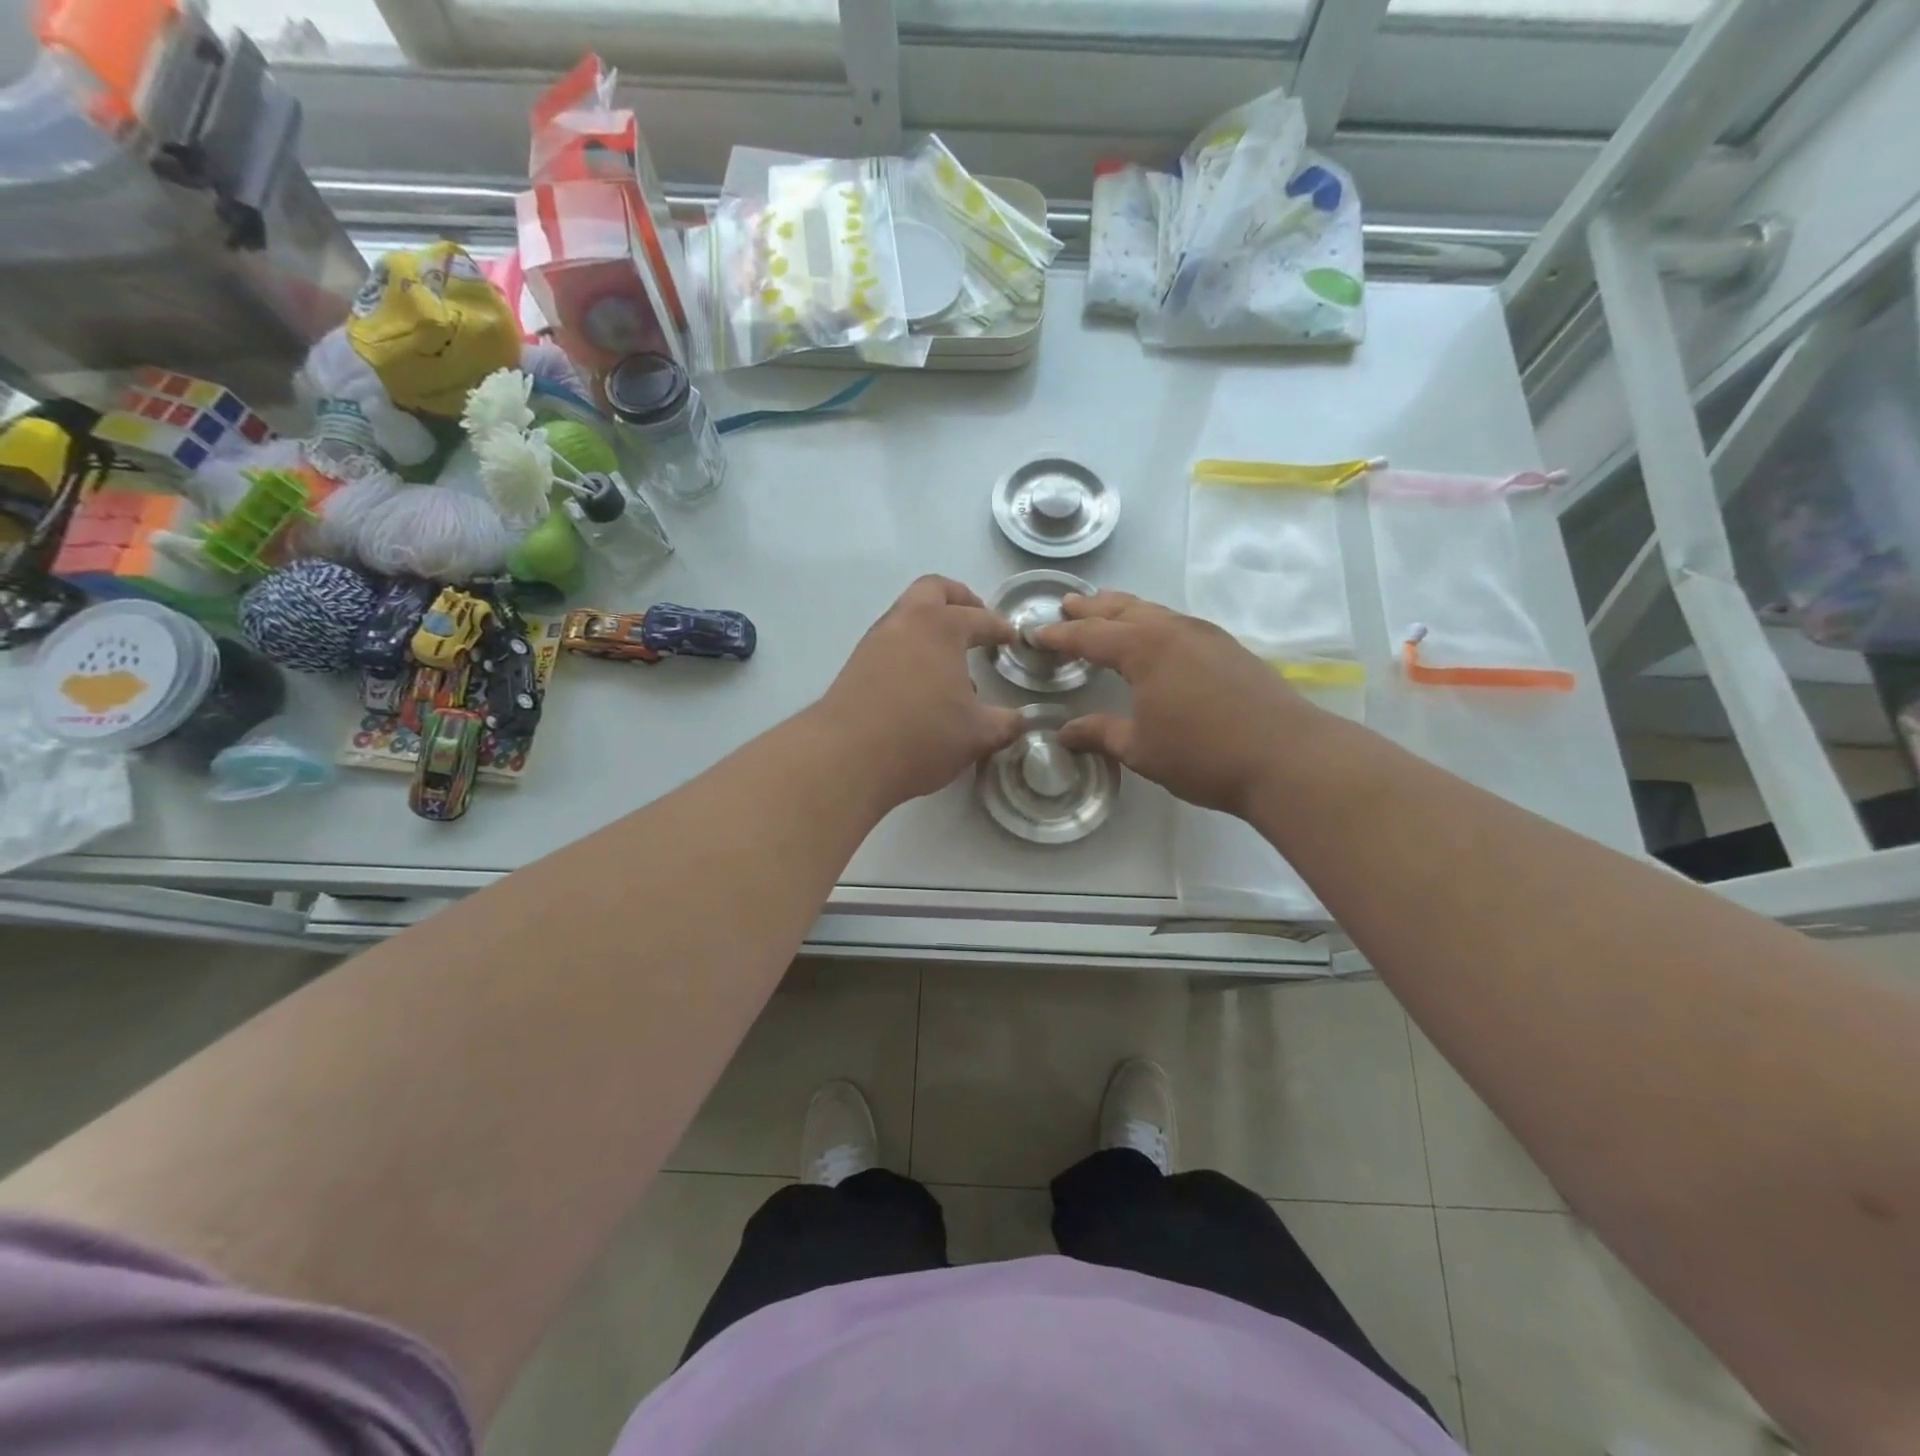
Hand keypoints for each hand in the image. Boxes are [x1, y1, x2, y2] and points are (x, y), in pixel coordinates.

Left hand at [816, 576, 1023, 808]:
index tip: (1012, 637)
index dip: (999, 627)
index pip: (979, 618)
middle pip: (933, 590)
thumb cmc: (922, 736)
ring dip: (931, 629)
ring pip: (907, 617)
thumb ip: (1004, 723)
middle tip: (976, 621)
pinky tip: (922, 687)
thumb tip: (1020, 720)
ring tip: (951, 665)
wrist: (847, 757)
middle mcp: (905, 623)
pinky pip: (891, 644)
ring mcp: (875, 642)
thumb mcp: (977, 734)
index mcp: (941, 627)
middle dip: (959, 599)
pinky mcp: (855, 666)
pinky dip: (911, 651)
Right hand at [1033, 591, 1310, 816]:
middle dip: (1092, 608)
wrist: (1287, 757)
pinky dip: (1154, 623)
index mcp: (1144, 649)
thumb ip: (1100, 733)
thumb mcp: (1140, 748)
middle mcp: (1173, 630)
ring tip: (1107, 610)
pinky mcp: (1229, 649)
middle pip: (1123, 610)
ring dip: (1125, 610)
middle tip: (1067, 604)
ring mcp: (1206, 636)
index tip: (1035, 633)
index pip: (1090, 635)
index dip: (1060, 635)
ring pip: (1155, 612)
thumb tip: (1063, 733)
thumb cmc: (1203, 754)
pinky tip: (1157, 638)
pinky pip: (1178, 624)